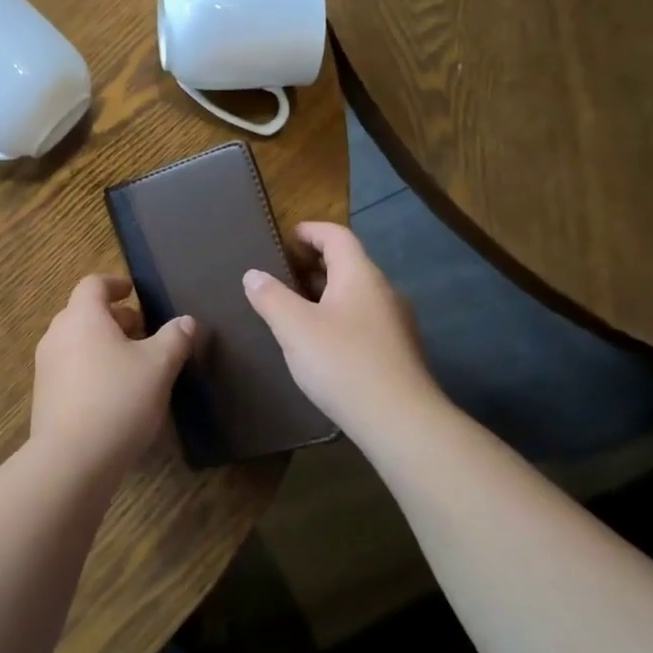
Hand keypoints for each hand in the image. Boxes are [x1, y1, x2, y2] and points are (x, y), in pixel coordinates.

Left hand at [31, 275, 194, 472]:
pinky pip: (70, 368)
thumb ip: (175, 339)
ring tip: (132, 364)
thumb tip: (186, 321)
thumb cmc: (118, 399)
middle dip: (114, 318)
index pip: (93, 284)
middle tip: (142, 333)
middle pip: (84, 313)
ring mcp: (46, 366)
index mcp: (82, 317)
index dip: (115, 284)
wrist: (72, 459)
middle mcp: (57, 334)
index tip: (133, 292)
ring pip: (76, 341)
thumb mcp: (159, 366)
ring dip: (102, 344)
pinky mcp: (44, 396)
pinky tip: (113, 393)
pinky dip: (90, 367)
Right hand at [242, 222, 445, 439]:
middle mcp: (383, 290)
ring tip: (293, 308)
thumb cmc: (342, 363)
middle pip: (348, 263)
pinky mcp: (397, 350)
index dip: (310, 231)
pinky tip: (319, 342)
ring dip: (325, 293)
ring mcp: (395, 322)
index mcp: (360, 275)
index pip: (336, 236)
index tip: (285, 238)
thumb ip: (270, 296)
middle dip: (314, 264)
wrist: (399, 421)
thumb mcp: (294, 327)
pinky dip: (337, 317)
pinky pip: (362, 319)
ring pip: (355, 294)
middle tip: (280, 274)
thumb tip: (253, 274)